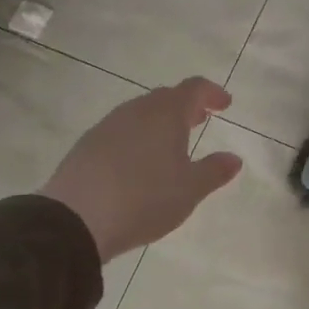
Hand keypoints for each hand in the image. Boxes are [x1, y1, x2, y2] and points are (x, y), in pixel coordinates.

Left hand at [39, 77, 243, 258]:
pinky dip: (138, 136)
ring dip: (160, 121)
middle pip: (165, 97)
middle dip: (186, 106)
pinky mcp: (87, 145)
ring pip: (141, 112)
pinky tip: (139, 161)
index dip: (212, 93)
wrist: (75, 220)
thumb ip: (214, 171)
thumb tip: (233, 159)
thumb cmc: (144, 198)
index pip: (194, 89)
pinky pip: (121, 130)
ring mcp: (107, 126)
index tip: (225, 104)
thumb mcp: (190, 190)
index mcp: (166, 114)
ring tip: (171, 143)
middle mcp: (136, 111)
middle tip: (200, 120)